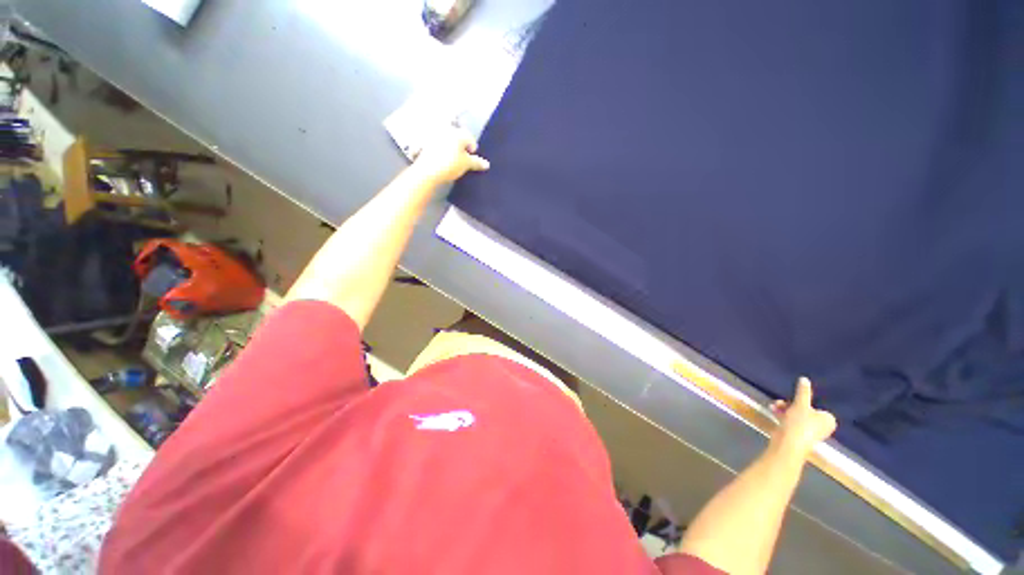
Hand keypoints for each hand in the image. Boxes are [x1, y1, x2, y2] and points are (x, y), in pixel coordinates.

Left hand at [412, 125, 489, 184]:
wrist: (428, 171)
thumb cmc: (451, 164)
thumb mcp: (467, 164)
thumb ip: (477, 162)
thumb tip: (487, 164)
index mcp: (458, 132)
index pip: (470, 139)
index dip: (473, 150)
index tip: (471, 161)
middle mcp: (447, 129)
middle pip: (458, 138)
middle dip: (461, 148)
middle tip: (462, 161)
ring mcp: (435, 135)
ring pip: (448, 142)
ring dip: (451, 150)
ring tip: (453, 162)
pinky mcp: (426, 143)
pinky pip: (438, 146)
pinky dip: (442, 152)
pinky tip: (443, 162)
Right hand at [769, 377, 836, 458]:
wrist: (788, 444)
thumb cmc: (799, 423)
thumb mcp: (800, 404)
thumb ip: (803, 392)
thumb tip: (804, 378)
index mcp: (828, 420)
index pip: (816, 406)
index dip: (803, 402)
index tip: (792, 399)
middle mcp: (822, 427)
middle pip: (805, 410)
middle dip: (790, 405)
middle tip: (779, 402)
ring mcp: (811, 433)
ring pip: (797, 416)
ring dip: (784, 410)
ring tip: (773, 406)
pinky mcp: (799, 436)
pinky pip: (792, 422)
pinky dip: (784, 417)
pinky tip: (773, 412)